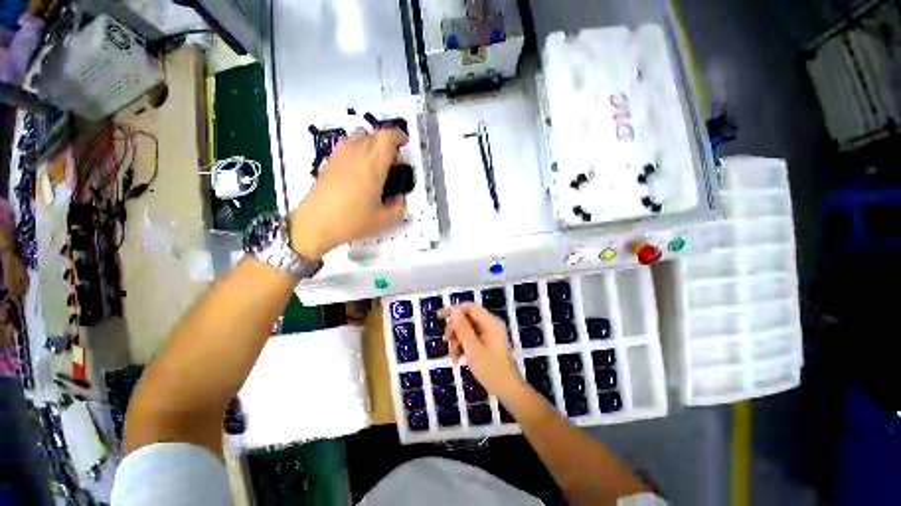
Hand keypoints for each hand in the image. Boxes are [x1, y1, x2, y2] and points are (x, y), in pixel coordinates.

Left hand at [288, 129, 407, 258]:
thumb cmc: (352, 220)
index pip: (387, 136)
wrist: (316, 223)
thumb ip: (398, 208)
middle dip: (386, 142)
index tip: (404, 145)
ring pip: (358, 135)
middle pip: (374, 133)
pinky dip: (357, 149)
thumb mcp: (383, 220)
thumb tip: (400, 199)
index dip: (399, 136)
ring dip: (370, 143)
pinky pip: (346, 145)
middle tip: (391, 161)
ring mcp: (340, 155)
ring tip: (374, 163)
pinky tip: (357, 170)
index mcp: (373, 164)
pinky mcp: (329, 161)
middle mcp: (357, 153)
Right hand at [440, 303, 526, 399]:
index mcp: (490, 322)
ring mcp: (488, 334)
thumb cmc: (491, 370)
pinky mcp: (486, 342)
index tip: (440, 317)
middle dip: (455, 329)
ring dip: (457, 340)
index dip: (454, 310)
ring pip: (466, 329)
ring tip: (454, 356)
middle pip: (467, 318)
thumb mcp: (473, 349)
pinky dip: (462, 346)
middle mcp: (490, 324)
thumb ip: (463, 328)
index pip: (469, 307)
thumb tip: (454, 310)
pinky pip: (470, 338)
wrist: (507, 390)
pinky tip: (458, 359)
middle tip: (446, 341)